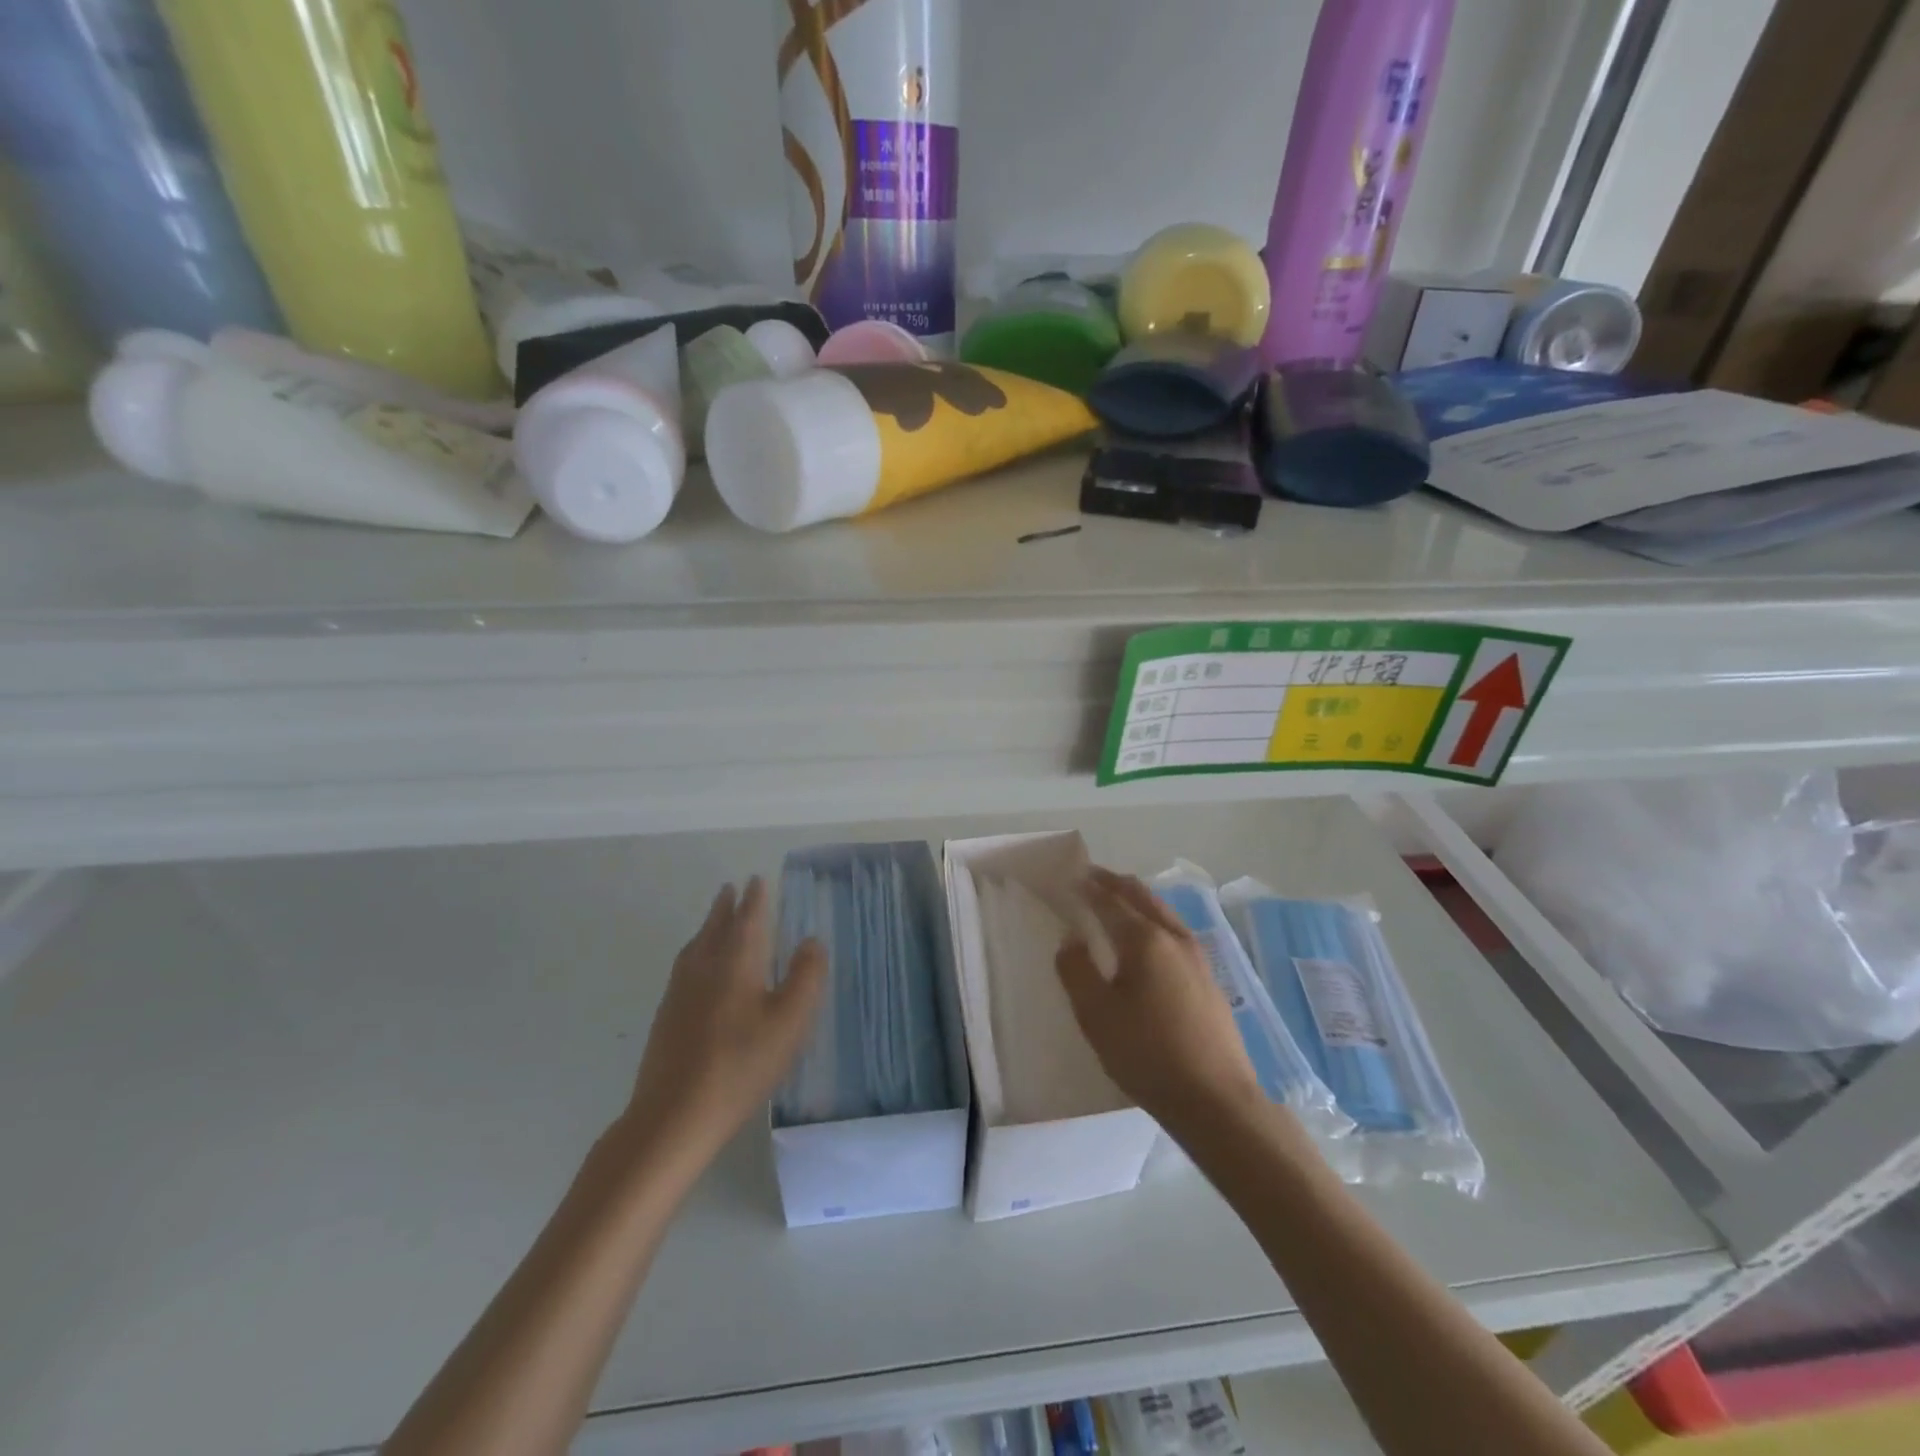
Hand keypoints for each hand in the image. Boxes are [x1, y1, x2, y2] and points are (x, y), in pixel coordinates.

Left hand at [620, 878, 826, 1170]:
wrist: (673, 1116)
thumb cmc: (741, 1065)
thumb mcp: (789, 1023)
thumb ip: (805, 977)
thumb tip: (811, 940)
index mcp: (735, 962)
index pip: (747, 919)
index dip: (754, 898)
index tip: (756, 879)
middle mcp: (704, 967)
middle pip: (715, 927)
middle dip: (726, 907)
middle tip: (730, 888)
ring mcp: (679, 992)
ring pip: (695, 946)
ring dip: (708, 926)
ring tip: (714, 920)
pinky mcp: (666, 1017)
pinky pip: (684, 967)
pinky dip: (696, 952)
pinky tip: (697, 970)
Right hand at [1056, 867, 1261, 1129]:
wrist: (1216, 1101)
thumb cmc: (1147, 1054)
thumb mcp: (1096, 1015)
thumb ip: (1076, 970)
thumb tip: (1071, 938)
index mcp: (1145, 940)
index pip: (1111, 901)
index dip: (1089, 888)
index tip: (1072, 877)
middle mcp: (1175, 938)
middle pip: (1142, 897)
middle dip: (1115, 883)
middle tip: (1093, 876)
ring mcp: (1199, 959)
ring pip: (1164, 913)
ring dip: (1138, 900)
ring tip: (1119, 901)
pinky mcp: (1210, 981)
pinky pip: (1176, 934)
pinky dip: (1154, 921)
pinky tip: (1151, 941)